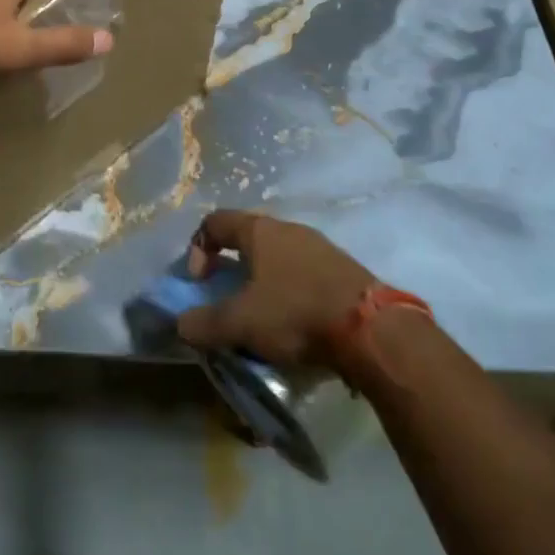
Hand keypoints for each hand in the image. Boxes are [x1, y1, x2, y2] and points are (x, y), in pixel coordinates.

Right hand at [176, 211, 378, 368]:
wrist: (374, 332)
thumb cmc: (296, 313)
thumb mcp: (240, 322)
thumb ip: (204, 323)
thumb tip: (180, 324)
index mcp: (260, 231)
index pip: (215, 222)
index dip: (198, 248)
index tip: (199, 281)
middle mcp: (290, 229)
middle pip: (248, 239)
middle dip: (232, 268)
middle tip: (228, 300)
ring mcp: (322, 248)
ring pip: (279, 258)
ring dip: (263, 283)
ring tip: (262, 318)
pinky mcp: (346, 272)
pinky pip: (306, 276)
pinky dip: (292, 294)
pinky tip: (296, 324)